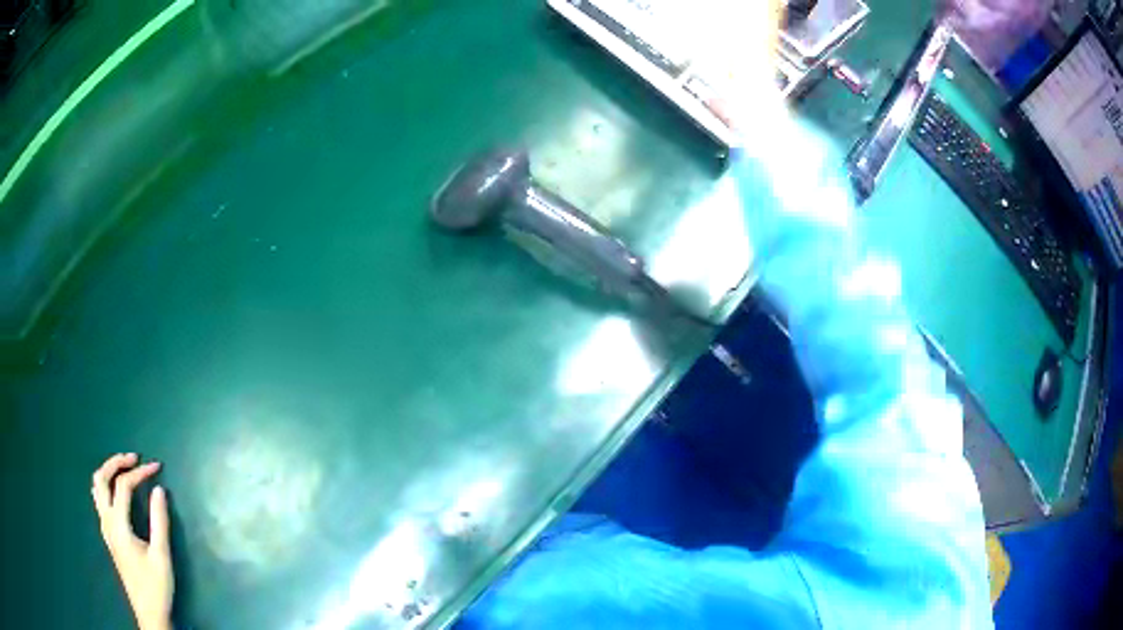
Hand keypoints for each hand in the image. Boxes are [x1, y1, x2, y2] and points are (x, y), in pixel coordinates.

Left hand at [92, 453, 173, 629]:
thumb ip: (159, 521)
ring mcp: (105, 528)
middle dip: (116, 462)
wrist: (148, 612)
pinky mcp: (108, 534)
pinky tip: (118, 491)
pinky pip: (99, 499)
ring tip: (125, 467)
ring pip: (97, 487)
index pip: (124, 485)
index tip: (157, 467)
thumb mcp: (161, 556)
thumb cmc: (156, 586)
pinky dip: (106, 485)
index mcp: (118, 524)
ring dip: (109, 471)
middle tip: (134, 458)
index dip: (140, 472)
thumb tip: (159, 490)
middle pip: (102, 478)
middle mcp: (107, 521)